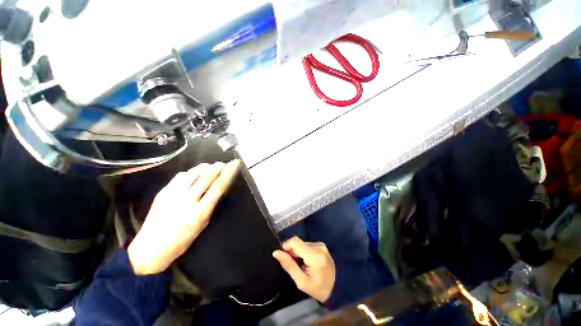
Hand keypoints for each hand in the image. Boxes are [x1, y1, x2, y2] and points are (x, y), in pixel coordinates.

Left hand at [128, 160, 239, 274]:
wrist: (150, 248)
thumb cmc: (182, 240)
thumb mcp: (202, 225)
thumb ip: (209, 206)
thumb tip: (216, 190)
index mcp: (200, 212)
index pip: (218, 187)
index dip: (228, 173)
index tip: (234, 164)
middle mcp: (187, 201)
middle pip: (206, 178)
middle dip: (217, 168)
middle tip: (222, 163)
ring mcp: (173, 195)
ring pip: (192, 174)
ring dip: (203, 168)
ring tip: (210, 164)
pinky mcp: (163, 192)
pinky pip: (179, 177)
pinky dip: (189, 172)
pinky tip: (193, 172)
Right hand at [272, 236, 335, 302]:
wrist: (337, 289)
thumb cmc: (318, 288)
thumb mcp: (301, 281)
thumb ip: (288, 265)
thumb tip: (276, 252)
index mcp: (314, 255)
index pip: (295, 241)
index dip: (286, 246)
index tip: (282, 256)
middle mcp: (318, 246)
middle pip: (298, 243)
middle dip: (292, 252)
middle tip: (293, 265)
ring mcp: (321, 245)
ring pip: (302, 244)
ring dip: (298, 252)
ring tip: (301, 265)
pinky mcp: (322, 246)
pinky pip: (308, 245)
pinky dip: (304, 252)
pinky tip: (306, 262)